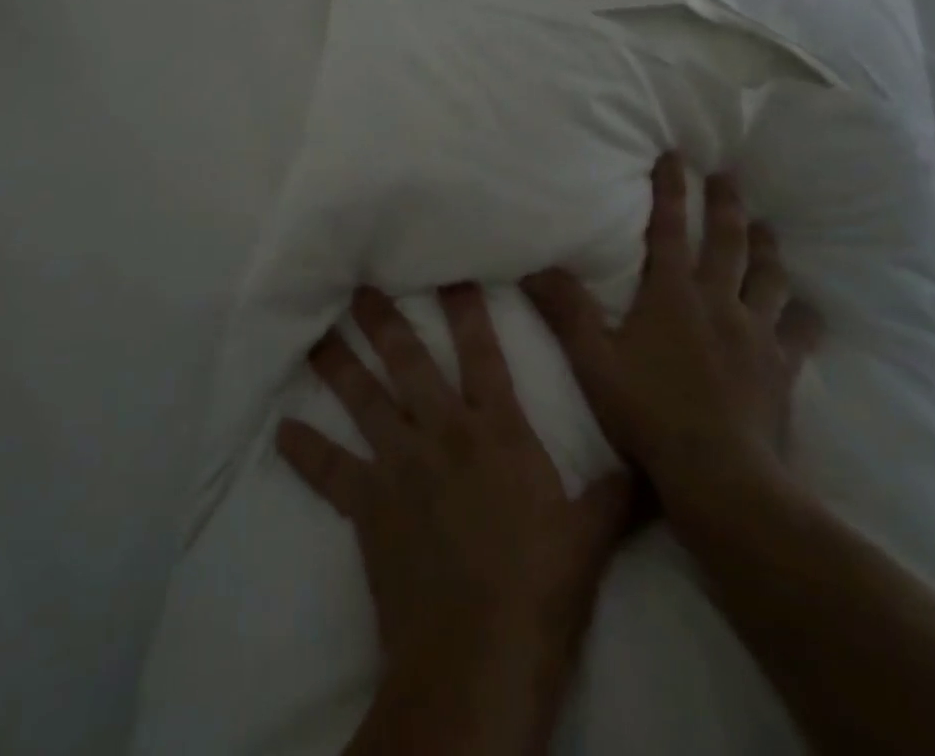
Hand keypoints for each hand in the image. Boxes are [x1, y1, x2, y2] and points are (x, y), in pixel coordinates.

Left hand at [277, 284, 632, 741]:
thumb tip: (653, 468)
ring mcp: (401, 466)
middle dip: (386, 320)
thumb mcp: (592, 539)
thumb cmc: (540, 591)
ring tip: (317, 335)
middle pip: (410, 363)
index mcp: (497, 431)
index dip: (467, 310)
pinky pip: (331, 471)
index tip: (449, 272)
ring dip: (339, 366)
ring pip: (365, 401)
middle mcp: (444, 433)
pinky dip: (306, 451)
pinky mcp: (369, 506)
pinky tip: (281, 432)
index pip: (483, 353)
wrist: (478, 662)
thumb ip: (618, 494)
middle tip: (362, 285)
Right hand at [522, 151, 822, 513]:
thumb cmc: (650, 414)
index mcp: (673, 295)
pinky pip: (799, 332)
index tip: (676, 156)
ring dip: (767, 248)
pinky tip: (807, 309)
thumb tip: (535, 267)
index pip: (670, 228)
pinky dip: (802, 315)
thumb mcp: (593, 362)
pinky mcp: (781, 367)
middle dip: (726, 203)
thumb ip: (565, 312)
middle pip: (728, 241)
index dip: (671, 189)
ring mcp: (756, 333)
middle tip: (728, 176)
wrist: (720, 476)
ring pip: (768, 277)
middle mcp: (718, 302)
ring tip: (766, 227)